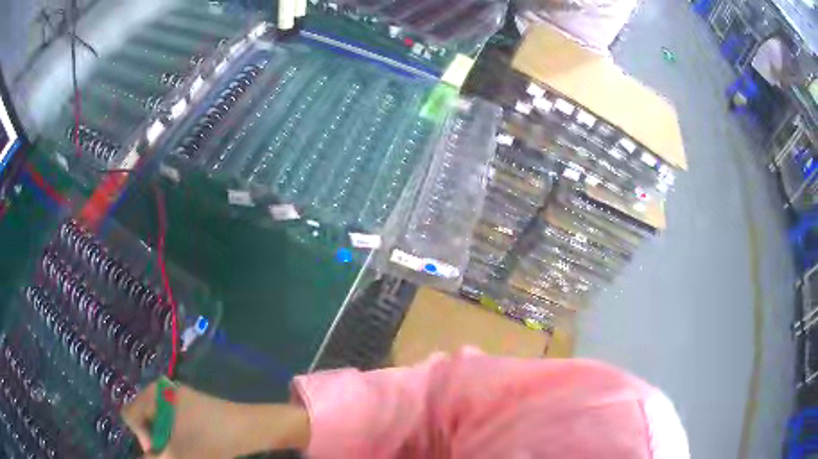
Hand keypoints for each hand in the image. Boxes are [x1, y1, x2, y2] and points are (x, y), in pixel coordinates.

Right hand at [122, 381, 310, 458]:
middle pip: (144, 418)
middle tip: (172, 454)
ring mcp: (177, 396)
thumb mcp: (179, 454)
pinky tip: (191, 446)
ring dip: (166, 441)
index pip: (131, 416)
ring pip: (159, 422)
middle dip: (155, 441)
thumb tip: (144, 458)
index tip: (159, 452)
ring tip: (183, 452)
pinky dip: (176, 436)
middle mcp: (162, 390)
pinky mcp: (191, 405)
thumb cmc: (212, 440)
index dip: (142, 439)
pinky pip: (172, 421)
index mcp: (153, 394)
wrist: (250, 428)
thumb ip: (156, 457)